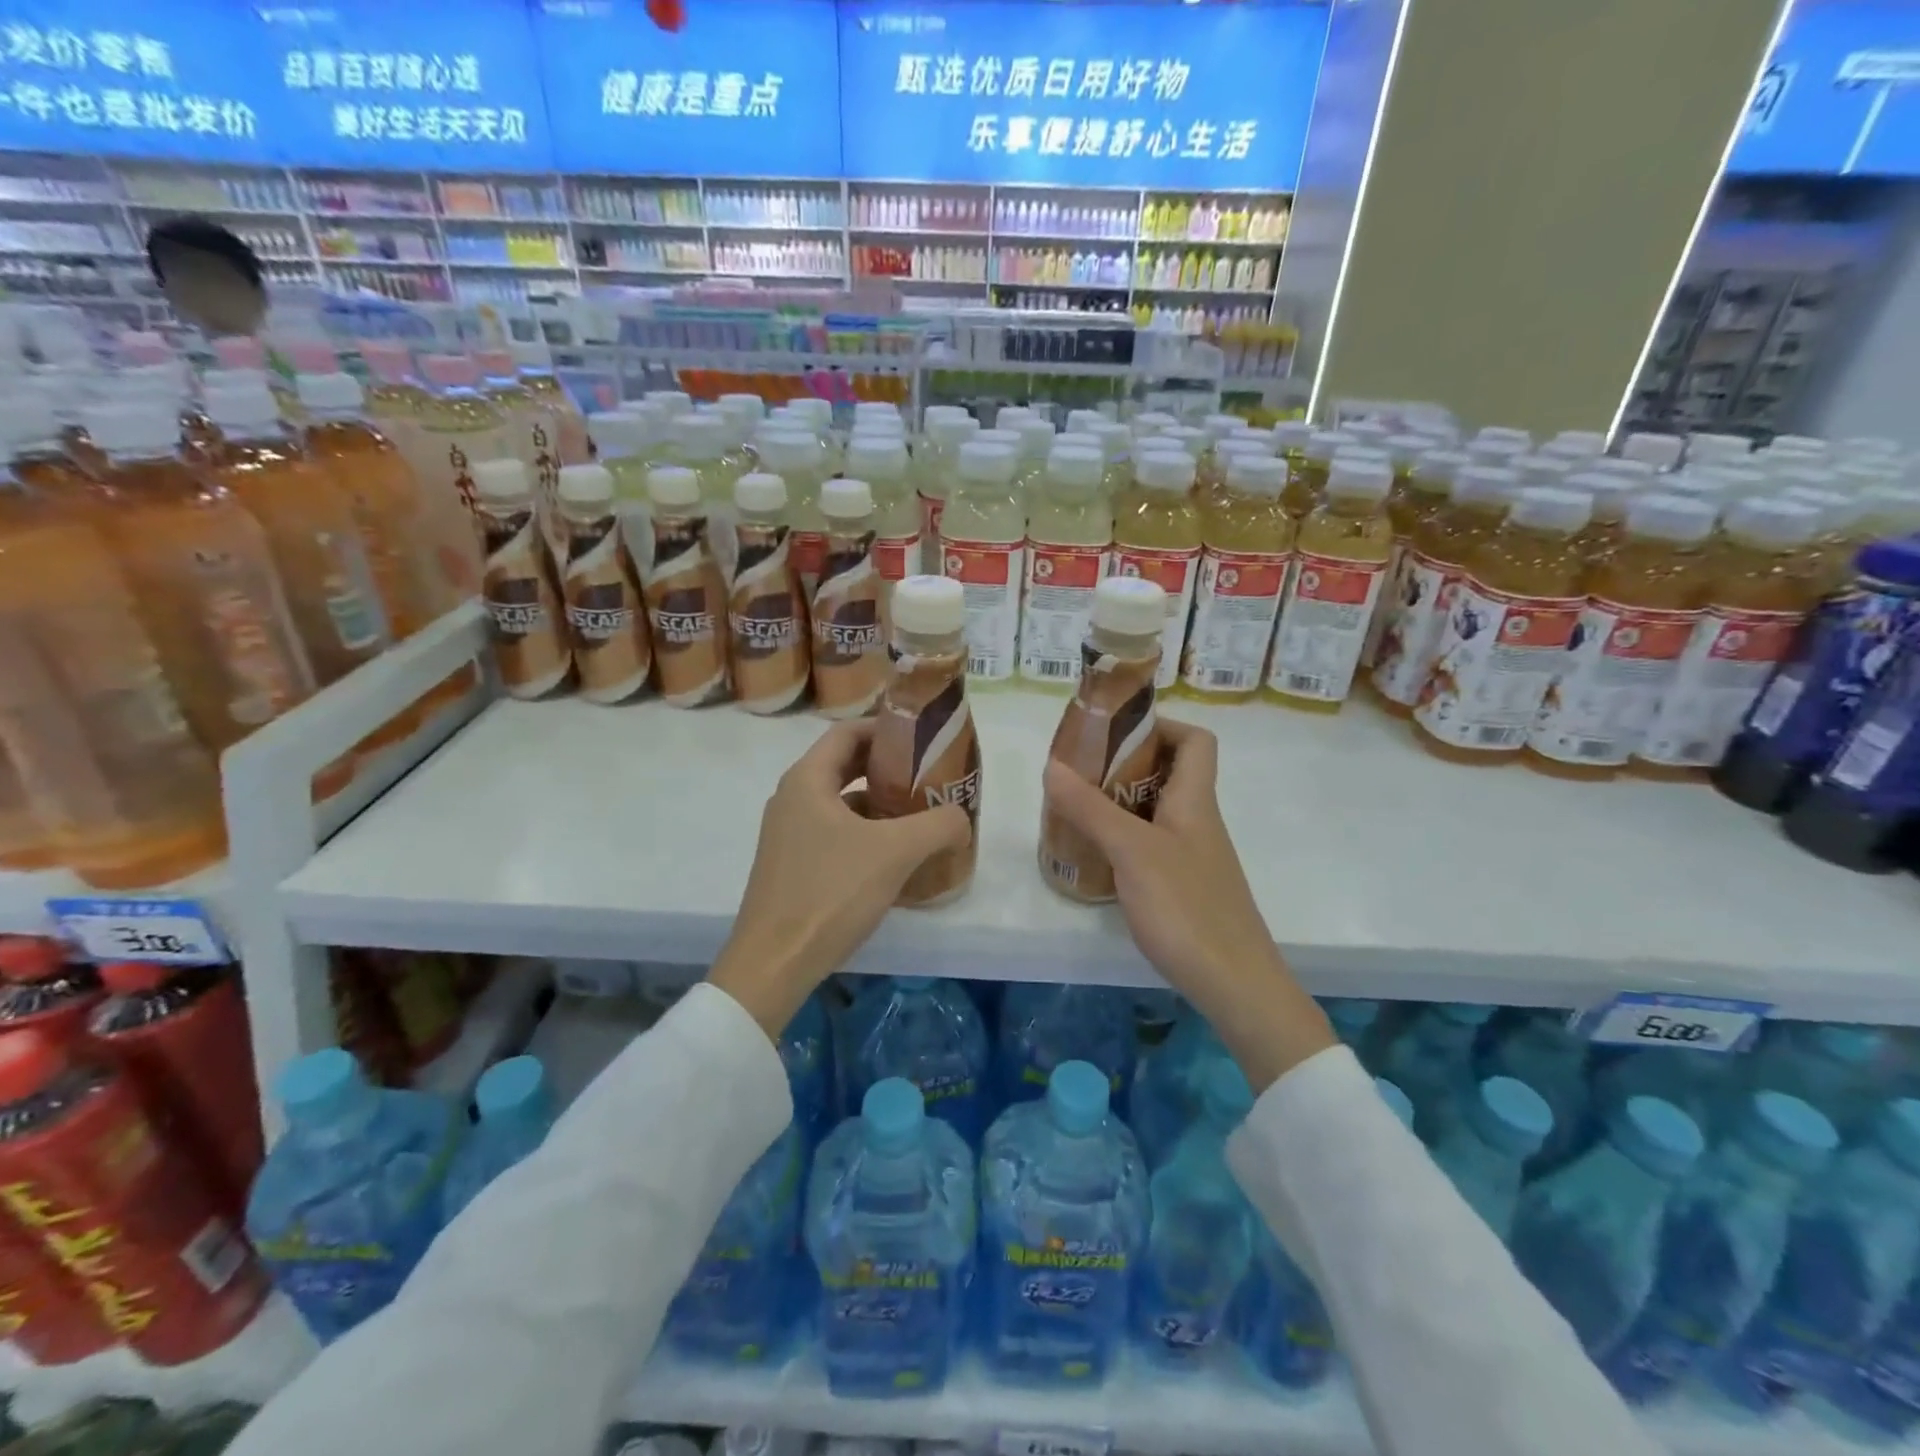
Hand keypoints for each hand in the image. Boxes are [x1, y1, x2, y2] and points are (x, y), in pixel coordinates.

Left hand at [709, 720, 970, 1039]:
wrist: (774, 962)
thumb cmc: (831, 892)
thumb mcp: (895, 852)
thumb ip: (939, 825)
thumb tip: (962, 820)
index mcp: (807, 780)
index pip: (848, 732)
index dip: (887, 729)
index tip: (924, 740)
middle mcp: (792, 799)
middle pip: (845, 766)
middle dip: (889, 768)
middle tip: (930, 776)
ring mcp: (788, 834)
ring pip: (842, 803)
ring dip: (880, 804)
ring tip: (920, 815)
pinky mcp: (792, 865)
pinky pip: (834, 834)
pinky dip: (866, 834)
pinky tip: (895, 857)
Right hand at [1042, 717, 1334, 1091]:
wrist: (1234, 984)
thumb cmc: (1186, 907)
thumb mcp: (1132, 851)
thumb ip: (1091, 808)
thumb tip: (1052, 764)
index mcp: (1195, 800)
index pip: (1195, 740)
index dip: (1161, 725)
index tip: (1115, 732)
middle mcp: (1197, 821)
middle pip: (1168, 773)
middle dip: (1123, 764)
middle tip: (1078, 770)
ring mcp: (1191, 856)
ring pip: (1154, 811)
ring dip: (1117, 803)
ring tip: (1074, 808)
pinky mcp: (1182, 887)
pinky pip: (1150, 845)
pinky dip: (1121, 840)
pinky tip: (1093, 856)